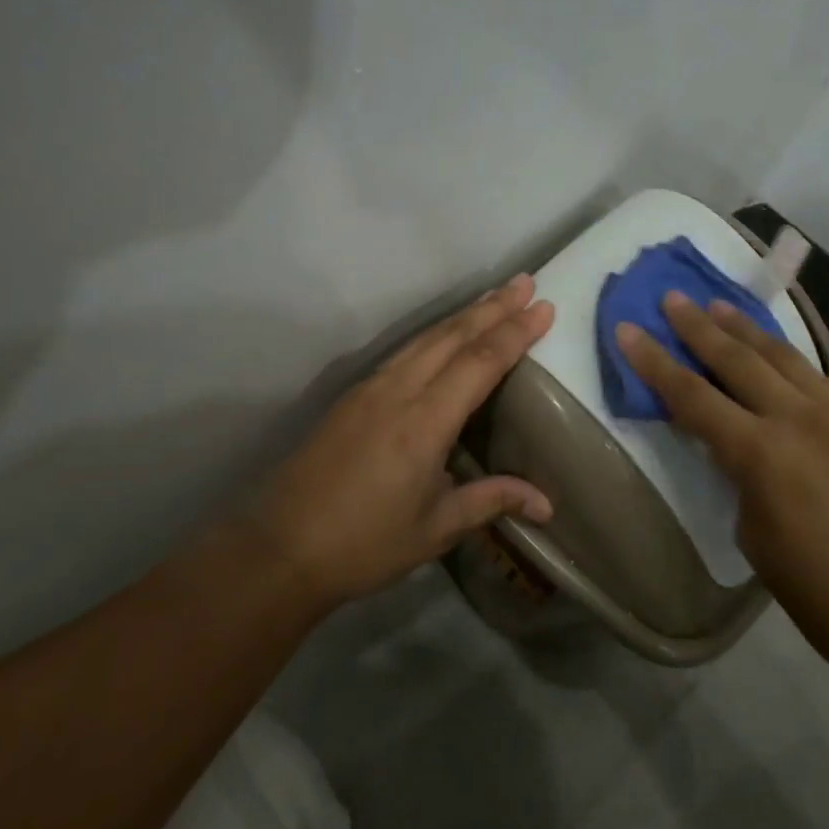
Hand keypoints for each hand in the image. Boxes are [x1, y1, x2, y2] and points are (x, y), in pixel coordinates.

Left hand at [255, 275, 556, 610]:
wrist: (282, 546)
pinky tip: (444, 334)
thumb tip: (546, 503)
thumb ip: (491, 501)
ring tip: (494, 297)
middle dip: (493, 307)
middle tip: (526, 282)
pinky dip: (434, 334)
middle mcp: (399, 391)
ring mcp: (371, 388)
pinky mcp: (352, 396)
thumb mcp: (436, 528)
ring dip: (463, 315)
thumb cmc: (365, 543)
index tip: (543, 307)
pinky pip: (403, 352)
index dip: (514, 332)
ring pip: (425, 338)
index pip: (480, 362)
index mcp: (425, 422)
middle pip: (453, 336)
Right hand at [616, 293, 828, 687]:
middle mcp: (801, 420)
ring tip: (718, 306)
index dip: (654, 361)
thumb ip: (741, 480)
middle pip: (737, 359)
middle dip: (698, 327)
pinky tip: (779, 356)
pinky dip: (789, 359)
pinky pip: (820, 378)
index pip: (692, 395)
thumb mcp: (759, 540)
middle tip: (671, 298)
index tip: (626, 329)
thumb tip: (736, 452)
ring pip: (784, 357)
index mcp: (763, 455)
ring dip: (745, 329)